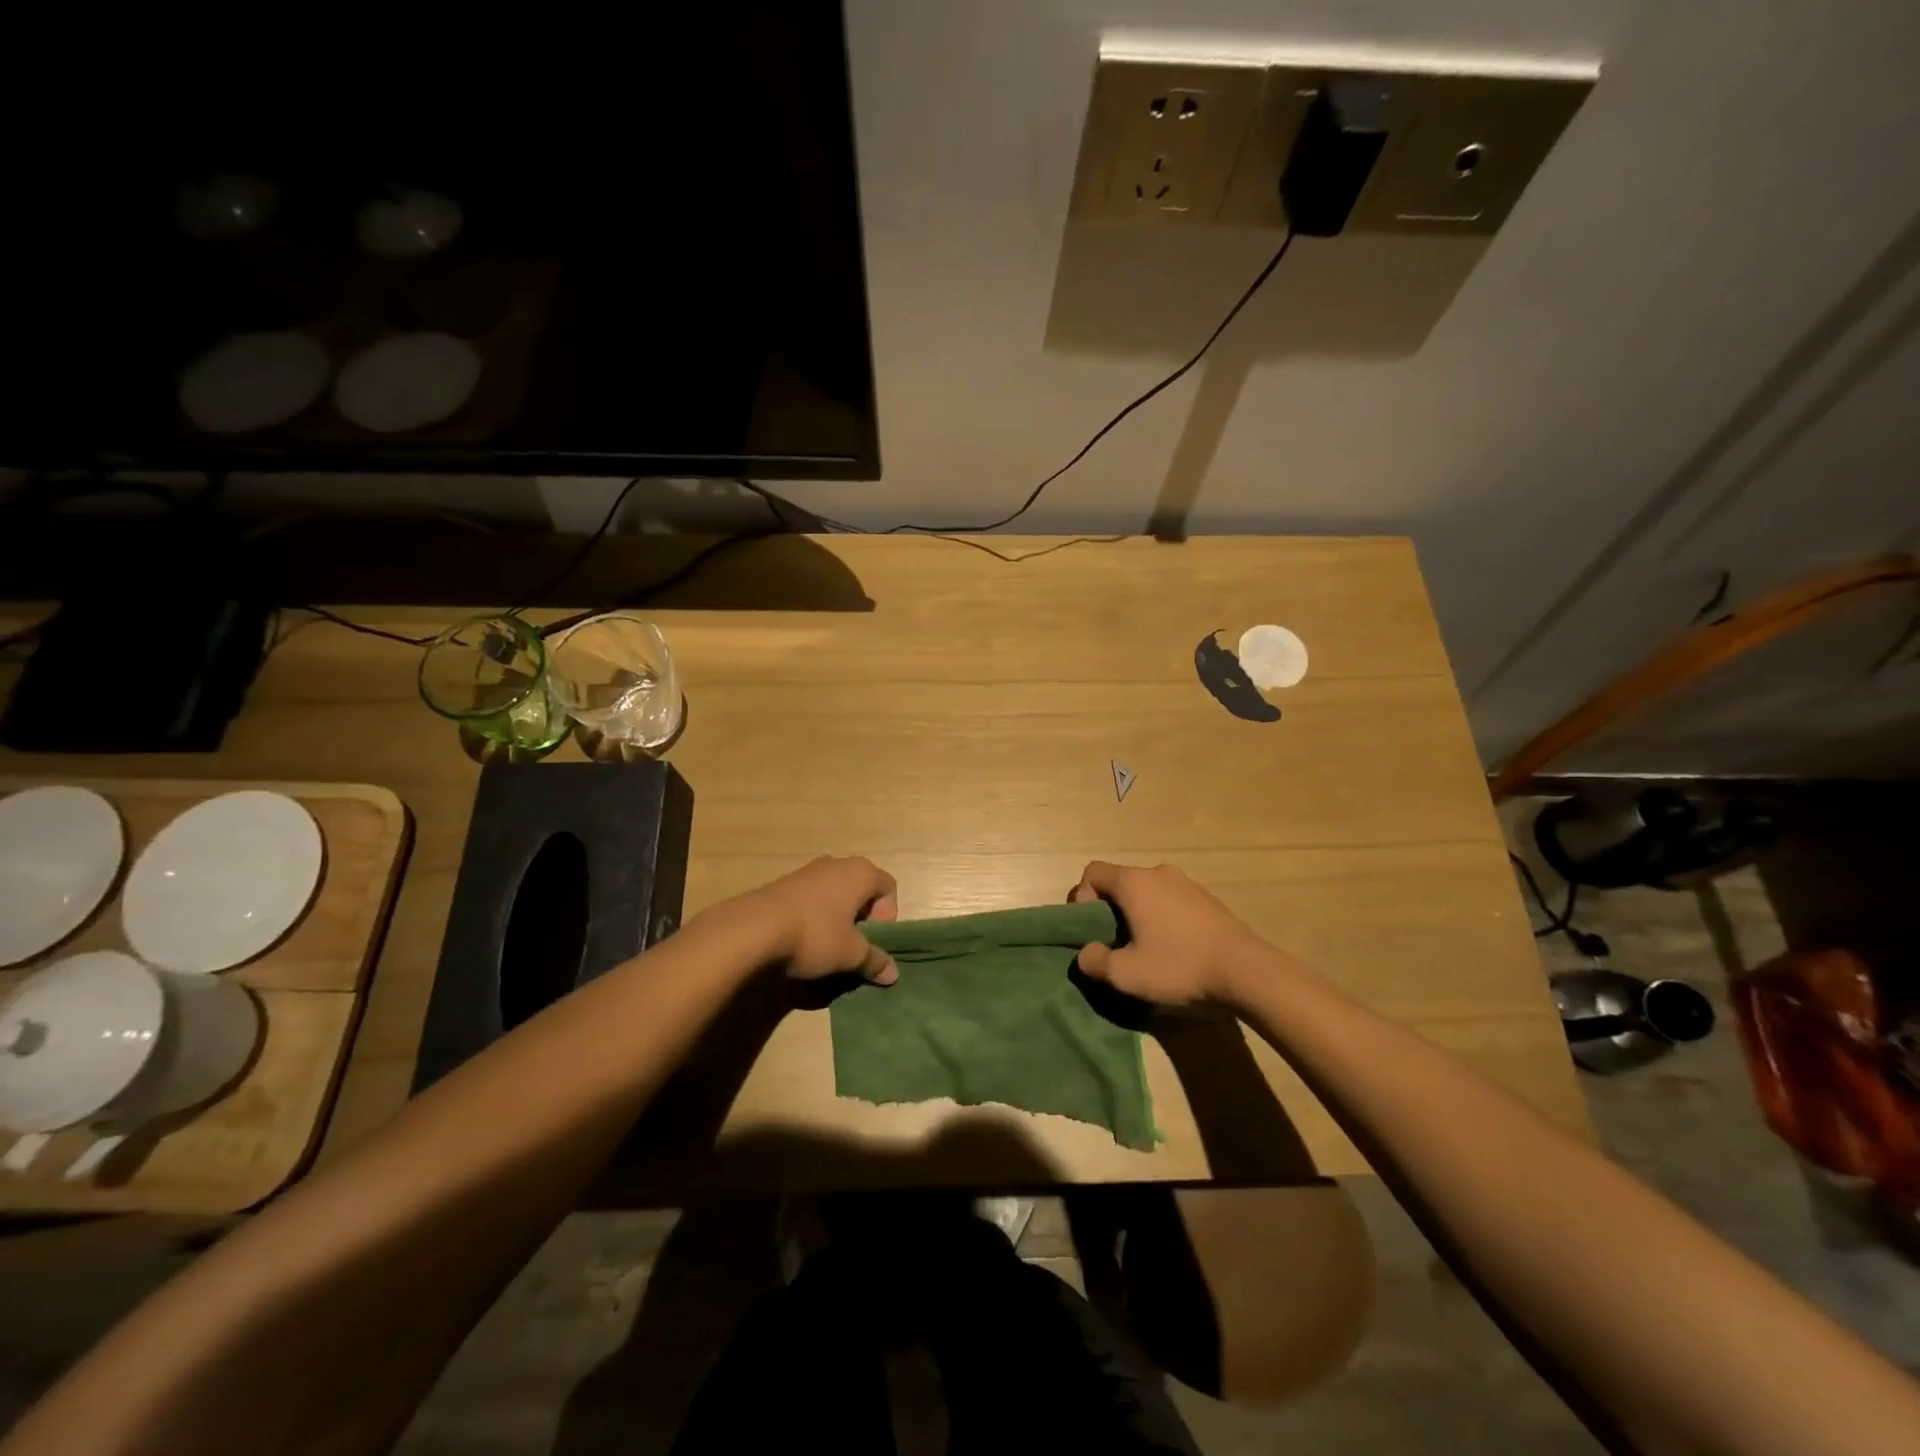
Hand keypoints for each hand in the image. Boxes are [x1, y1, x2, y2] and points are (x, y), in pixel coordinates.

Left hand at [748, 856, 899, 985]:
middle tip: (853, 944)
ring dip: (837, 916)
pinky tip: (803, 939)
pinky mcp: (784, 883)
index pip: (888, 887)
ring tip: (827, 944)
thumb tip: (893, 974)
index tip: (873, 939)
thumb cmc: (815, 934)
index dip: (887, 916)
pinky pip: (812, 897)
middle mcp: (837, 863)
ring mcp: (808, 870)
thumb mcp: (850, 954)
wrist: (754, 928)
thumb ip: (874, 961)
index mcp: (861, 872)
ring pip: (835, 892)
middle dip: (862, 917)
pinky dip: (815, 915)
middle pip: (862, 888)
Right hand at [1070, 861, 1273, 1007]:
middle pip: (1120, 882)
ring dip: (1137, 916)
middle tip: (1115, 945)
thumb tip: (1086, 953)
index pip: (1093, 872)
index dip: (1082, 898)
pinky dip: (1162, 919)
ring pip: (1147, 893)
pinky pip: (1171, 902)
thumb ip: (1095, 961)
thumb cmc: (1179, 966)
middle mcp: (1159, 873)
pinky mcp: (1208, 900)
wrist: (1248, 972)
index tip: (1092, 930)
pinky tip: (1174, 951)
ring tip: (1146, 951)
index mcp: (1134, 882)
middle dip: (1109, 911)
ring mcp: (1187, 884)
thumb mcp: (1126, 974)